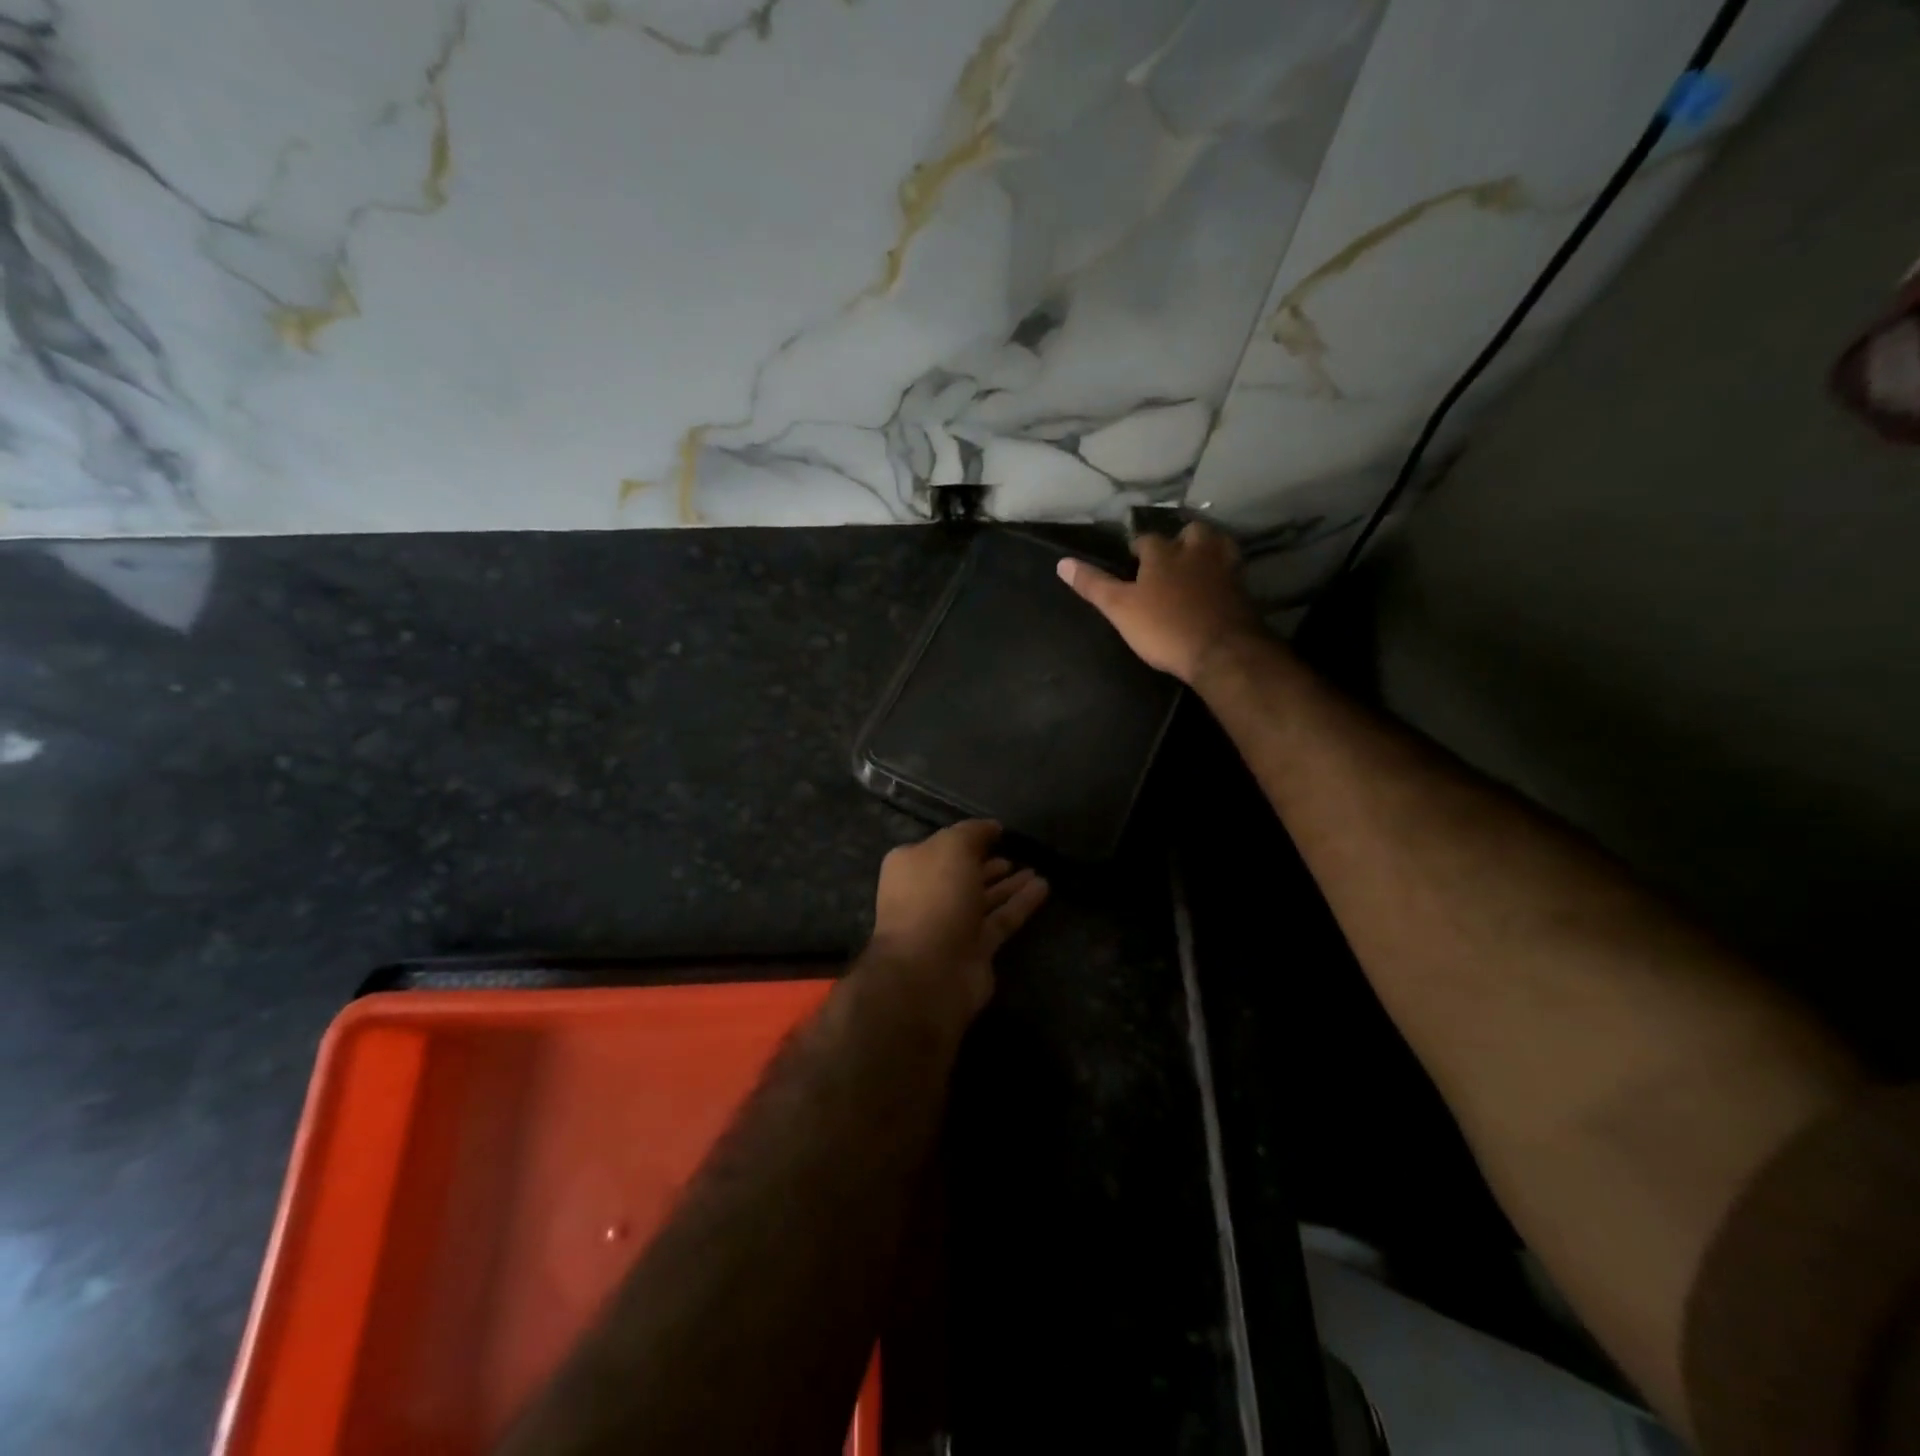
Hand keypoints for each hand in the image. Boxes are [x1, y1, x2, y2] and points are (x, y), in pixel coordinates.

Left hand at [868, 820, 1048, 1017]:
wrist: (930, 969)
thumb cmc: (934, 897)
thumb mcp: (952, 848)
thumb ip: (973, 833)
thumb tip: (992, 827)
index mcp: (911, 866)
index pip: (941, 846)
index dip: (968, 838)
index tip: (996, 832)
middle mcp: (928, 894)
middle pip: (963, 874)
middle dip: (988, 864)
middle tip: (1015, 852)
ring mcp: (951, 924)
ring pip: (984, 898)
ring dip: (1009, 884)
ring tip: (1036, 869)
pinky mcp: (975, 949)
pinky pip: (1001, 919)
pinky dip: (1020, 904)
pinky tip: (1043, 888)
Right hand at [1056, 521, 1264, 684]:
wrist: (1222, 651)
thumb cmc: (1164, 627)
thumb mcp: (1120, 609)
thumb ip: (1093, 585)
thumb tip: (1061, 563)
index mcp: (1163, 553)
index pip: (1146, 539)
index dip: (1137, 549)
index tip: (1131, 561)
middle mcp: (1196, 552)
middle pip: (1191, 532)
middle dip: (1181, 540)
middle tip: (1171, 557)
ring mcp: (1225, 569)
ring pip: (1218, 546)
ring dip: (1207, 550)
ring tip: (1197, 565)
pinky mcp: (1244, 590)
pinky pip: (1233, 572)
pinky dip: (1224, 574)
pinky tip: (1218, 587)